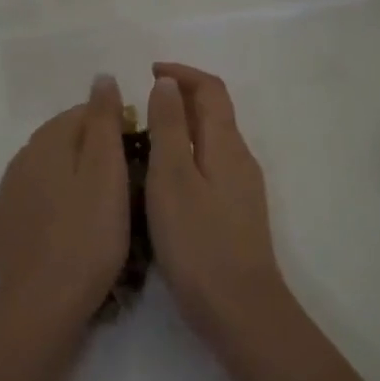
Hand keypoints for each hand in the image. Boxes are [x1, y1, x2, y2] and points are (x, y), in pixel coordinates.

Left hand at [0, 75, 130, 333]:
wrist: (43, 301)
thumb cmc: (87, 234)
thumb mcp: (106, 172)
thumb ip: (103, 121)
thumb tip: (101, 76)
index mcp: (46, 142)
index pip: (81, 113)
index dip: (113, 124)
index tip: (138, 151)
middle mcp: (21, 159)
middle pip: (63, 139)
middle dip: (93, 149)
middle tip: (127, 180)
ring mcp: (9, 193)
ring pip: (49, 169)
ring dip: (74, 175)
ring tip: (104, 205)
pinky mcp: (5, 224)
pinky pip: (37, 197)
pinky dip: (57, 200)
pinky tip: (73, 225)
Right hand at [144, 63, 291, 344]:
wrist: (239, 308)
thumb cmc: (198, 241)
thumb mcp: (172, 178)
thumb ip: (169, 127)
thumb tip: (168, 83)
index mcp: (226, 144)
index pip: (211, 89)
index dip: (181, 73)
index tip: (148, 72)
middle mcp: (239, 159)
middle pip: (214, 112)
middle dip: (180, 97)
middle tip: (139, 104)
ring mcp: (240, 188)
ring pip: (211, 141)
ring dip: (181, 126)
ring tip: (142, 137)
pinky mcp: (234, 213)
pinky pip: (209, 166)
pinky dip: (185, 155)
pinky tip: (161, 178)